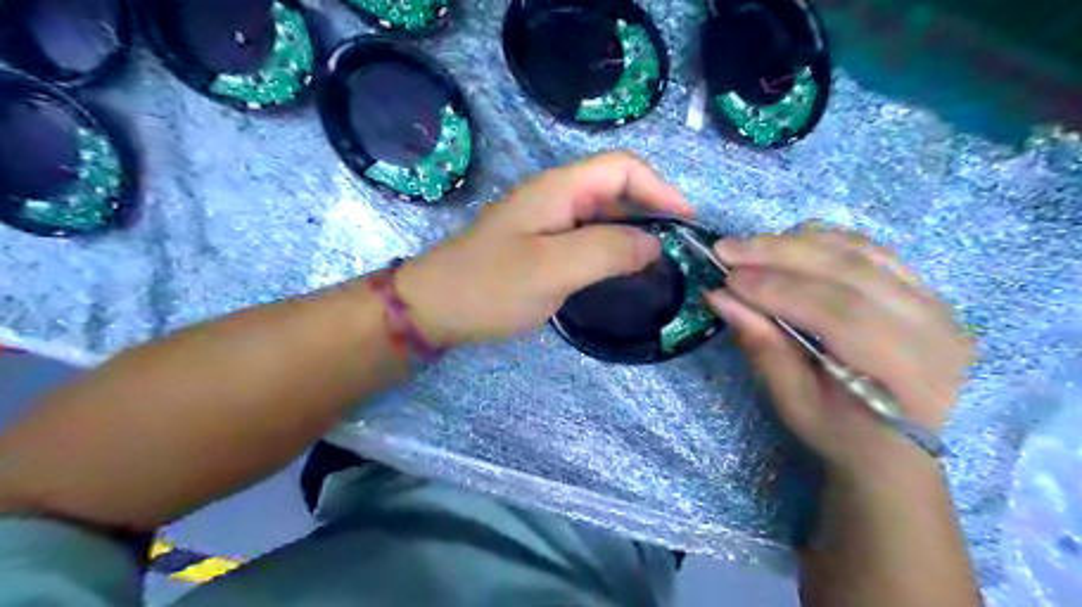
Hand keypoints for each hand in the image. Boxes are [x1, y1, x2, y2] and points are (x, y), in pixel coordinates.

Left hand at [396, 153, 691, 348]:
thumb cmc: (490, 286)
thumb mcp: (553, 268)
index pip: (622, 167)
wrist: (435, 308)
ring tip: (659, 260)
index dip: (659, 188)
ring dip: (633, 230)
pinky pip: (587, 236)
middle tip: (677, 246)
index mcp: (558, 189)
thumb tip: (654, 244)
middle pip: (615, 188)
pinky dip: (612, 248)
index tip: (685, 222)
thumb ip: (608, 251)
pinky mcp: (541, 244)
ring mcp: (546, 221)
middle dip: (651, 210)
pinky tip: (622, 269)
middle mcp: (555, 197)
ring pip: (602, 214)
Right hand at [707, 228, 977, 484]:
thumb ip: (763, 347)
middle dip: (780, 254)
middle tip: (727, 248)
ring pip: (862, 253)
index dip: (778, 290)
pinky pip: (873, 252)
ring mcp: (936, 304)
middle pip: (851, 271)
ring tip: (750, 244)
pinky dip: (825, 242)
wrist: (904, 449)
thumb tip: (721, 298)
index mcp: (908, 371)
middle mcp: (933, 328)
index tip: (727, 278)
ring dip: (799, 242)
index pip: (838, 313)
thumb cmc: (846, 437)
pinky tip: (790, 242)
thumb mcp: (796, 405)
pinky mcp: (926, 291)